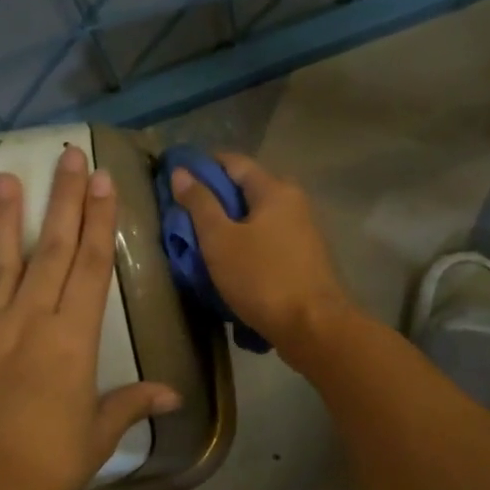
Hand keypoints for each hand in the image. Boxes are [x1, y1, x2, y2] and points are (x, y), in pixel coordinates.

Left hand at [0, 145, 179, 489]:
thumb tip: (172, 393)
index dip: (99, 222)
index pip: (91, 268)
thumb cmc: (46, 465)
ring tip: (8, 177)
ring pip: (3, 262)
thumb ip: (131, 405)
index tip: (102, 182)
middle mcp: (32, 321)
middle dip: (65, 201)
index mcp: (73, 340)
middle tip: (69, 156)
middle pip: (53, 251)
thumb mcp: (97, 435)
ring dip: (8, 218)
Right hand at [168, 151, 357, 365]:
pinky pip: (268, 241)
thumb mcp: (220, 240)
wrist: (313, 327)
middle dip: (216, 199)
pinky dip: (247, 245)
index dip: (203, 166)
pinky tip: (230, 262)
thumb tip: (181, 171)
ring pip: (258, 218)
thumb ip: (200, 204)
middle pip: (247, 190)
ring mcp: (303, 232)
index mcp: (275, 190)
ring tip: (202, 242)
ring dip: (231, 226)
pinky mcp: (304, 259)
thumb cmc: (262, 278)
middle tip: (184, 216)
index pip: (234, 162)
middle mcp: (294, 203)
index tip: (176, 179)